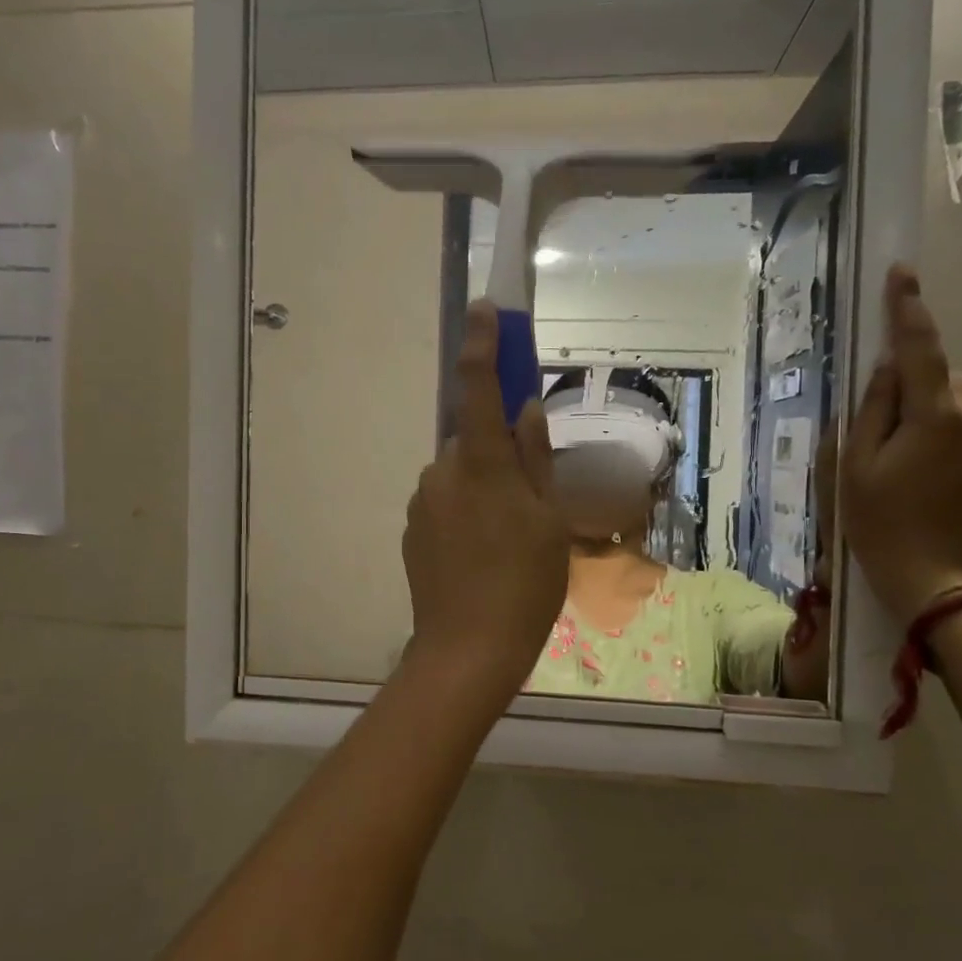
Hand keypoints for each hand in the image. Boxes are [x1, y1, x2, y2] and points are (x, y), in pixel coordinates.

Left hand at [402, 302, 567, 698]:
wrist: (466, 650)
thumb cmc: (524, 586)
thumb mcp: (550, 523)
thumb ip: (536, 460)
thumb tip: (526, 410)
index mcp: (481, 465)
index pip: (476, 389)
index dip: (480, 345)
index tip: (483, 310)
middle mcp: (442, 472)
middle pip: (471, 439)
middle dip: (497, 450)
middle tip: (528, 495)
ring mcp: (421, 502)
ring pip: (458, 473)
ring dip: (482, 486)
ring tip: (507, 538)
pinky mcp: (411, 529)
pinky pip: (443, 502)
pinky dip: (464, 511)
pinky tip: (481, 554)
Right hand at [841, 266, 961, 625]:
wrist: (936, 581)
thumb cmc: (878, 522)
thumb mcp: (854, 465)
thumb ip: (871, 410)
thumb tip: (887, 369)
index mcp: (935, 415)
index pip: (920, 349)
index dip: (908, 309)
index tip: (902, 273)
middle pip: (945, 380)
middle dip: (917, 388)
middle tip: (885, 432)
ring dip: (938, 415)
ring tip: (910, 460)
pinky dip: (956, 442)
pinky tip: (934, 481)